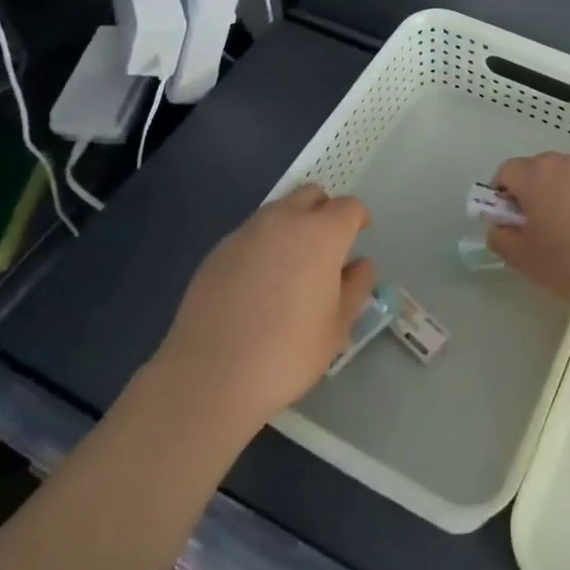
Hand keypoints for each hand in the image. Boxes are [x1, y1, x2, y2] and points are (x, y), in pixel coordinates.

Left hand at [157, 184, 376, 429]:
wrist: (210, 374)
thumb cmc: (287, 352)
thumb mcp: (337, 327)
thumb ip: (356, 287)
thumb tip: (359, 265)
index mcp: (322, 233)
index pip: (349, 207)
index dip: (358, 219)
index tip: (358, 236)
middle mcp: (285, 220)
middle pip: (312, 194)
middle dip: (324, 211)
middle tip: (325, 245)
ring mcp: (247, 231)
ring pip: (278, 210)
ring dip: (292, 224)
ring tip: (290, 265)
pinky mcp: (218, 249)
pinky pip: (251, 234)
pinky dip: (262, 245)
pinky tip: (256, 283)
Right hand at [488, 151, 569, 320]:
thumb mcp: (528, 263)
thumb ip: (503, 241)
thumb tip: (497, 227)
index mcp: (534, 178)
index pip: (506, 172)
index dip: (502, 195)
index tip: (509, 223)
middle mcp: (563, 162)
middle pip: (537, 168)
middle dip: (532, 192)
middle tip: (540, 230)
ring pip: (569, 169)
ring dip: (564, 188)